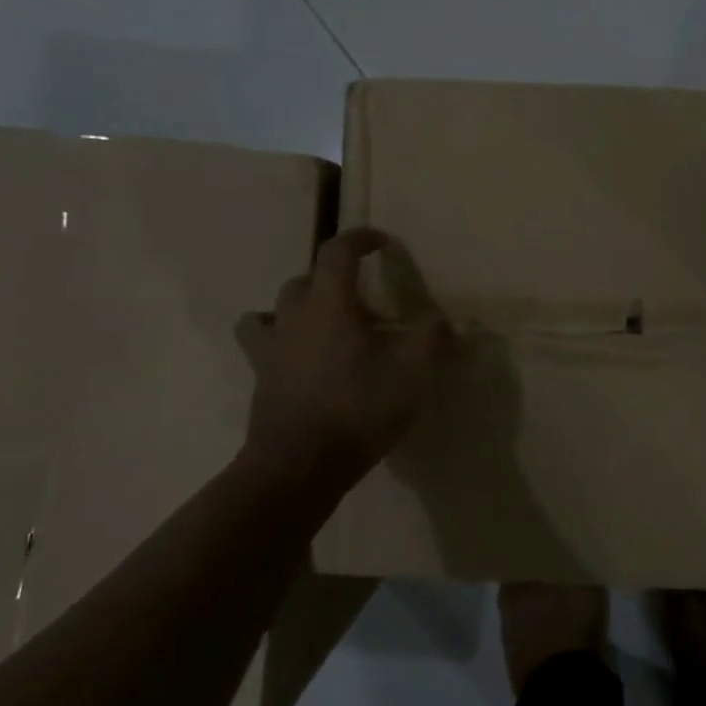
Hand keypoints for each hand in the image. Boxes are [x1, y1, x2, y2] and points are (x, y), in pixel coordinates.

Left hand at [233, 228, 450, 484]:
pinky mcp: (260, 377)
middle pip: (306, 279)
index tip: (381, 241)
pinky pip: (262, 342)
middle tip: (364, 302)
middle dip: (334, 279)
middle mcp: (293, 316)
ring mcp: (270, 348)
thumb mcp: (411, 374)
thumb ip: (431, 339)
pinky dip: (278, 337)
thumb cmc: (357, 410)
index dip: (359, 239)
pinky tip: (299, 357)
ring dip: (301, 306)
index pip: (337, 253)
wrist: (299, 466)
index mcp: (329, 305)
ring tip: (325, 325)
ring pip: (276, 308)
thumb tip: (445, 319)